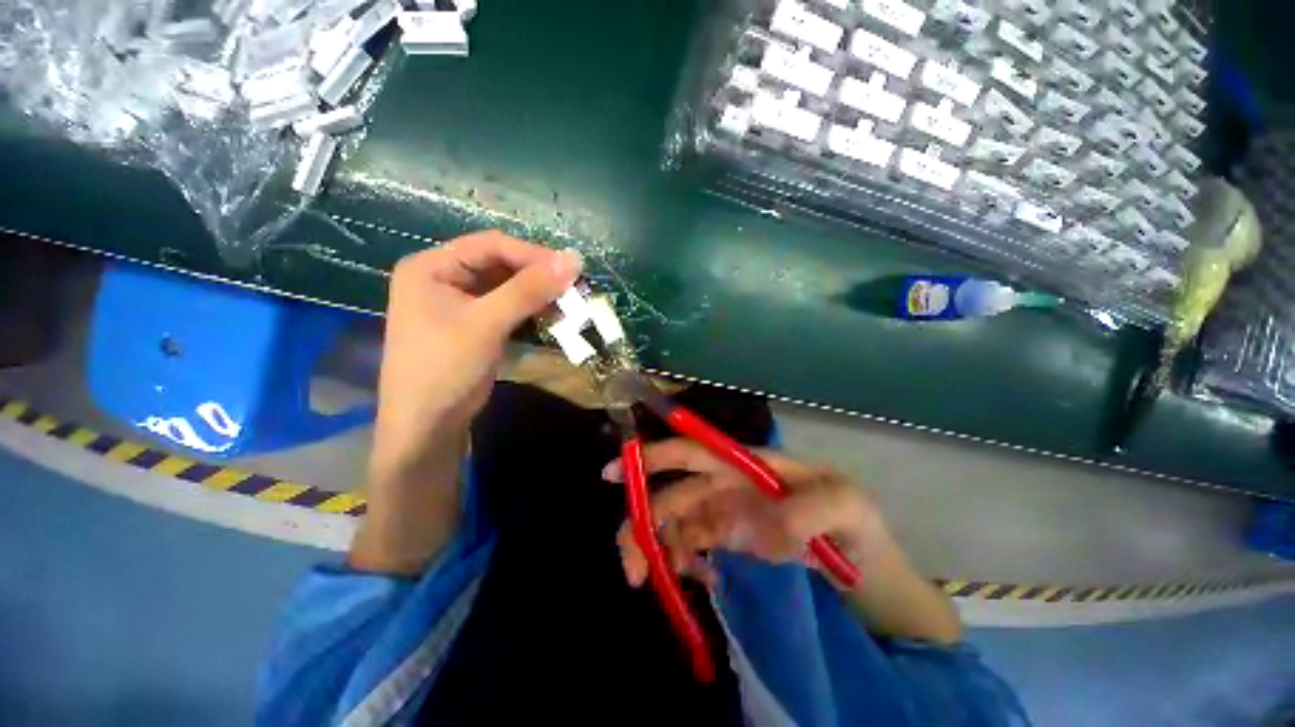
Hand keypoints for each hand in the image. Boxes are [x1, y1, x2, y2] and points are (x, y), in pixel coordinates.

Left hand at [368, 231, 581, 488]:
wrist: (427, 425)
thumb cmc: (445, 368)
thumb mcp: (486, 324)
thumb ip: (528, 290)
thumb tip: (573, 260)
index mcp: (432, 266)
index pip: (491, 245)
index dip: (533, 254)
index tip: (571, 269)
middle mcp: (445, 277)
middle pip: (501, 264)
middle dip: (539, 276)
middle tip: (575, 288)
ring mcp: (462, 302)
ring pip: (509, 286)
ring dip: (539, 294)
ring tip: (570, 303)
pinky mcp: (477, 324)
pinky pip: (510, 307)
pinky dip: (533, 310)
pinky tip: (554, 315)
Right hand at [603, 439, 963, 643]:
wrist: (869, 576)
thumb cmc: (858, 529)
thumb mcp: (848, 508)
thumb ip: (809, 509)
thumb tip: (754, 527)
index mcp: (749, 466)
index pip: (693, 452)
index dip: (653, 458)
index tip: (613, 475)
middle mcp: (730, 485)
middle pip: (673, 494)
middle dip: (643, 523)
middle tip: (634, 571)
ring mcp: (727, 514)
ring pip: (675, 521)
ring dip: (659, 548)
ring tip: (661, 583)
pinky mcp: (729, 542)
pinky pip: (691, 546)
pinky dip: (683, 562)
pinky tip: (698, 579)